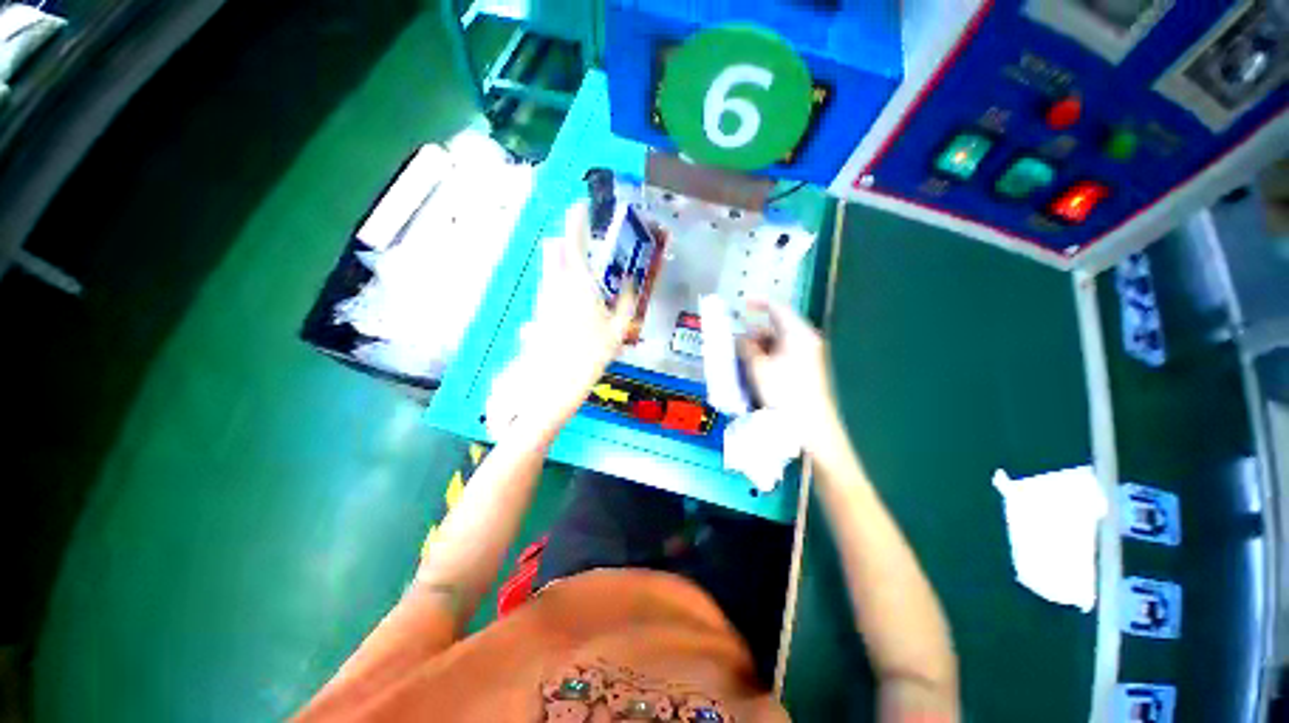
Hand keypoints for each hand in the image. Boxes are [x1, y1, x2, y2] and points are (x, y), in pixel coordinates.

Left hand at [487, 202, 636, 436]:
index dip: (577, 218)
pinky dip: (559, 282)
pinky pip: (548, 286)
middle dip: (568, 240)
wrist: (554, 382)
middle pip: (556, 249)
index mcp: (578, 281)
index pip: (574, 239)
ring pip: (550, 267)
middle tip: (585, 243)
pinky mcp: (538, 310)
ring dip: (563, 261)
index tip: (581, 205)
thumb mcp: (618, 329)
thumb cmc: (591, 354)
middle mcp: (556, 283)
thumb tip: (631, 282)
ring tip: (582, 272)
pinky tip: (573, 301)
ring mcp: (543, 297)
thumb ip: (627, 302)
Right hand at [739, 300, 840, 451]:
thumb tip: (740, 337)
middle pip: (777, 327)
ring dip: (760, 347)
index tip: (741, 304)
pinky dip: (769, 357)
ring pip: (779, 342)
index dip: (758, 303)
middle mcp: (806, 339)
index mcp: (798, 334)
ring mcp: (809, 354)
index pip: (777, 308)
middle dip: (755, 332)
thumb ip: (747, 348)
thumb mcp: (759, 368)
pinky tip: (757, 370)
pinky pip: (784, 354)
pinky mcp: (808, 368)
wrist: (813, 426)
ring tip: (743, 360)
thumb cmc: (784, 393)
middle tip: (736, 342)